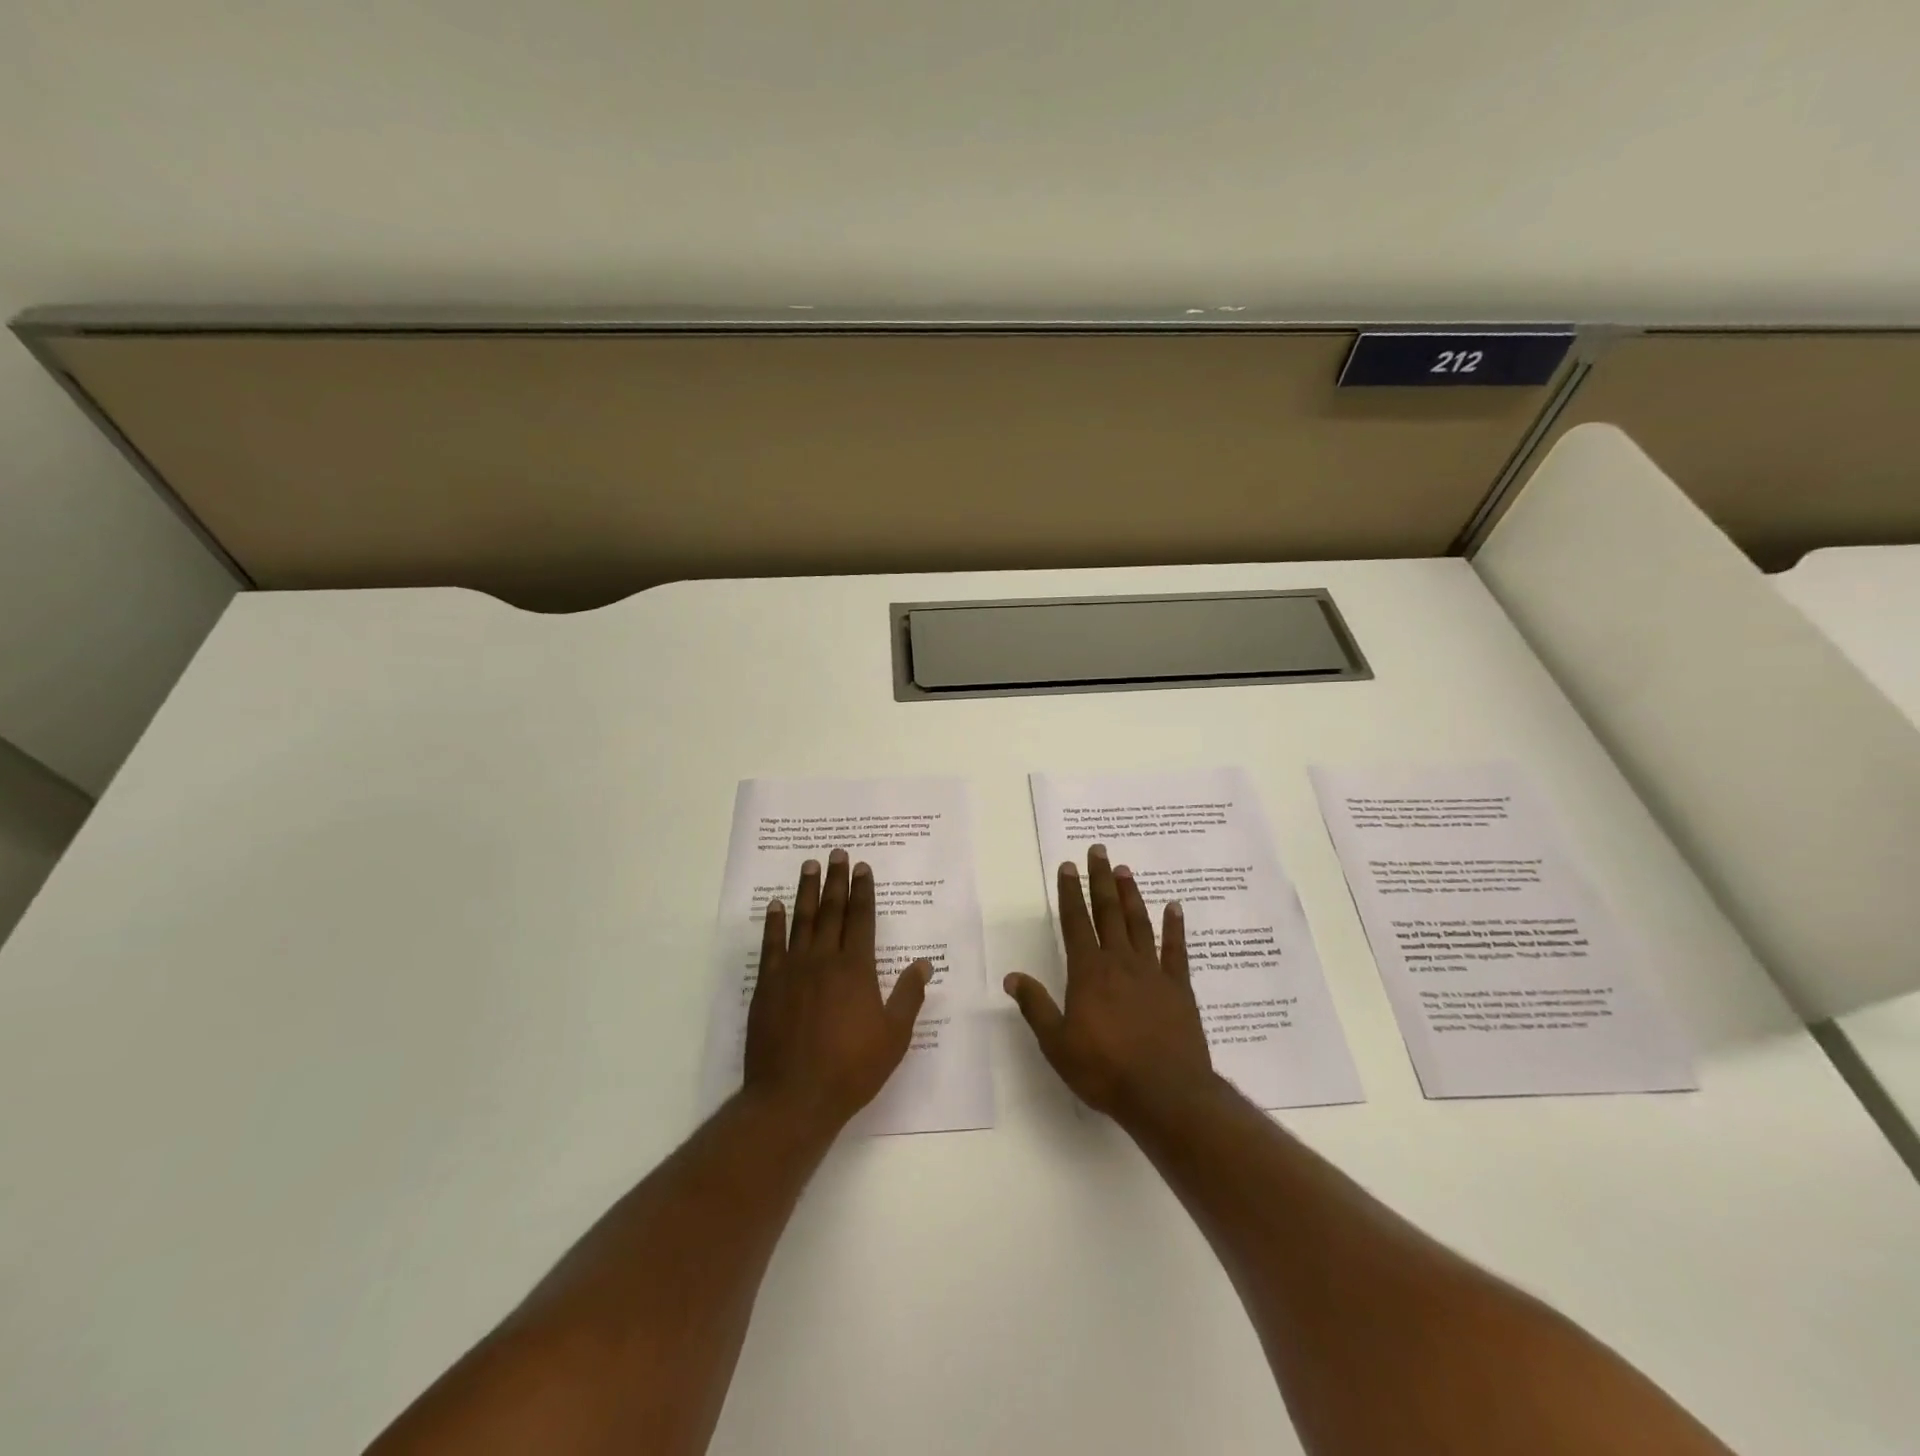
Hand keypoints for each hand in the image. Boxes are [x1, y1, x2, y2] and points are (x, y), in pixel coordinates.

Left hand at [743, 849, 933, 1133]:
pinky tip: (776, 906)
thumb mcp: (893, 1036)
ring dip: (807, 891)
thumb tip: (924, 964)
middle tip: (837, 853)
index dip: (863, 891)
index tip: (863, 868)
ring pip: (802, 920)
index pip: (861, 919)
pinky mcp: (767, 985)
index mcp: (856, 968)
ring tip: (810, 866)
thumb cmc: (851, 1069)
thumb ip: (908, 996)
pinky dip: (774, 923)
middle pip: (832, 911)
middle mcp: (824, 959)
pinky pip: (771, 945)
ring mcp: (792, 970)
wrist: (793, 1097)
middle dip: (837, 880)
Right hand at [1004, 844, 1217, 1125]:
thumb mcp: (1057, 1043)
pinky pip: (1176, 950)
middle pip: (1107, 912)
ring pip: (1139, 923)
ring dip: (1131, 895)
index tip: (1067, 866)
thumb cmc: (1104, 1070)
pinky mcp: (1178, 988)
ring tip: (1125, 870)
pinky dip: (1175, 927)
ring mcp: (1152, 972)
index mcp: (1088, 972)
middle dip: (1100, 880)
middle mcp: (1119, 962)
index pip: (1075, 922)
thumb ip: (1035, 1006)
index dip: (1069, 893)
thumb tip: (1012, 977)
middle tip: (1098, 850)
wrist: (1165, 1093)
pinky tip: (1174, 907)